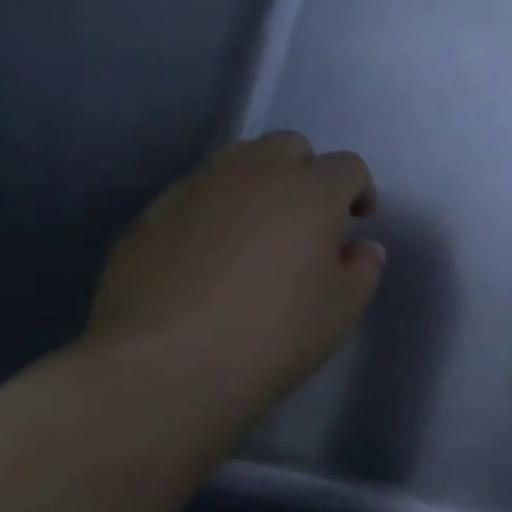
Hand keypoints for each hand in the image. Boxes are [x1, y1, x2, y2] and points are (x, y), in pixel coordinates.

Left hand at [86, 131, 384, 410]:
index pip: (348, 167)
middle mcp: (254, 174)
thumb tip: (359, 247)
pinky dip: (212, 212)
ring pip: (236, 161)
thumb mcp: (344, 308)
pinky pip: (194, 196)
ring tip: (256, 232)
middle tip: (306, 219)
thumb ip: (363, 268)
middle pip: (289, 146)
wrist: (164, 365)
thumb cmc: (275, 333)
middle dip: (305, 172)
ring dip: (257, 184)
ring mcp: (195, 189)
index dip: (359, 191)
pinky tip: (207, 259)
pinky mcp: (149, 215)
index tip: (356, 222)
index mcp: (311, 191)